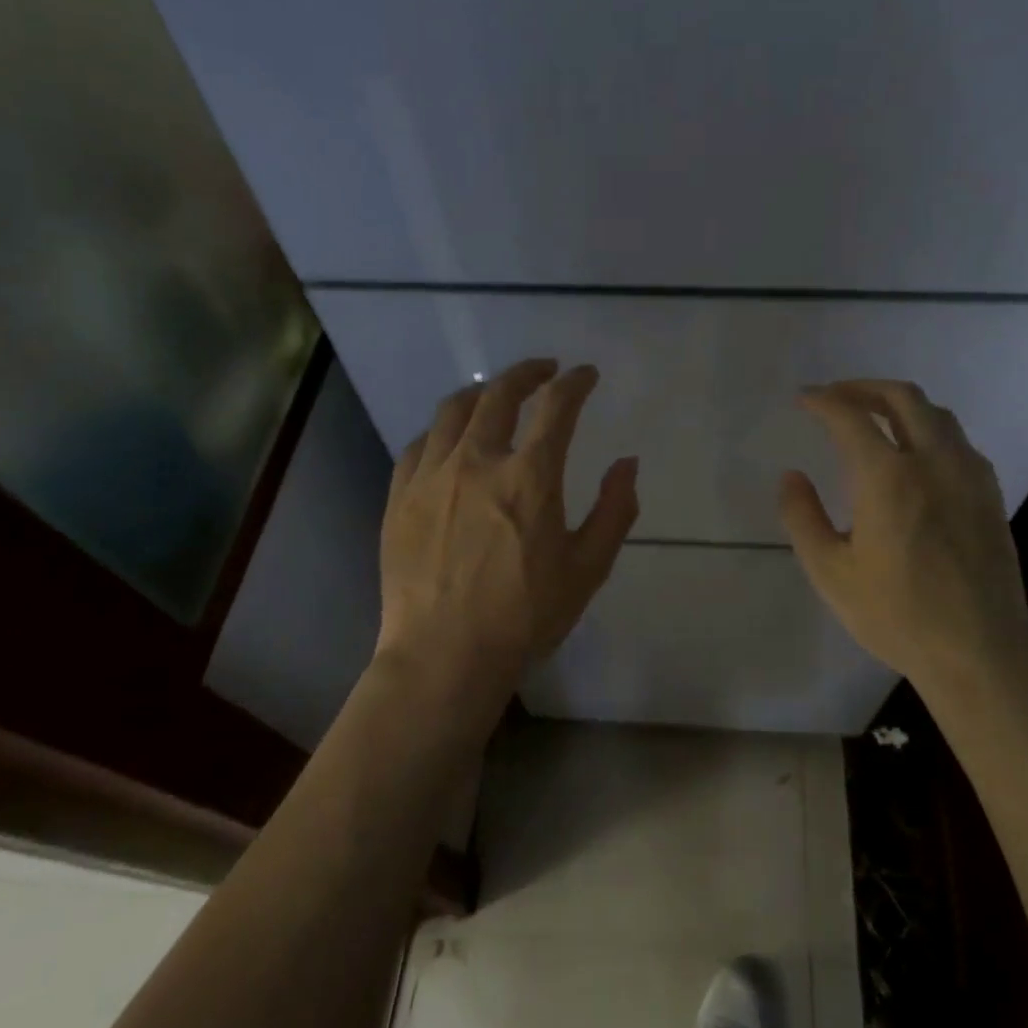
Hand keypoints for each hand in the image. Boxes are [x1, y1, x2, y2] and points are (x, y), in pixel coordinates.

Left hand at [375, 359, 639, 720]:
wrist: (443, 657)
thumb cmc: (524, 617)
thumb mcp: (588, 569)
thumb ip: (615, 510)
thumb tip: (627, 464)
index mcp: (529, 476)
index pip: (557, 406)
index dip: (575, 383)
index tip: (586, 375)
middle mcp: (477, 461)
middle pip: (500, 394)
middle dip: (528, 373)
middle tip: (544, 370)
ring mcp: (432, 476)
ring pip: (453, 411)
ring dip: (481, 393)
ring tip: (495, 394)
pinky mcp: (400, 497)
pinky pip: (419, 445)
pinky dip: (442, 431)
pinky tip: (449, 439)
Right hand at [778, 379, 1027, 703]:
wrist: (978, 654)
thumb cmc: (896, 615)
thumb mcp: (830, 572)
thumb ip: (802, 517)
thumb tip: (791, 476)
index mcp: (889, 479)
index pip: (851, 417)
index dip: (823, 401)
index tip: (804, 399)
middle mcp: (934, 463)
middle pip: (903, 398)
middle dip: (864, 388)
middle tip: (837, 396)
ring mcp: (969, 476)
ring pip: (937, 414)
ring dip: (900, 404)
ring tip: (874, 416)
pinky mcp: (990, 495)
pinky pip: (958, 441)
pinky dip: (929, 428)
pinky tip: (916, 453)